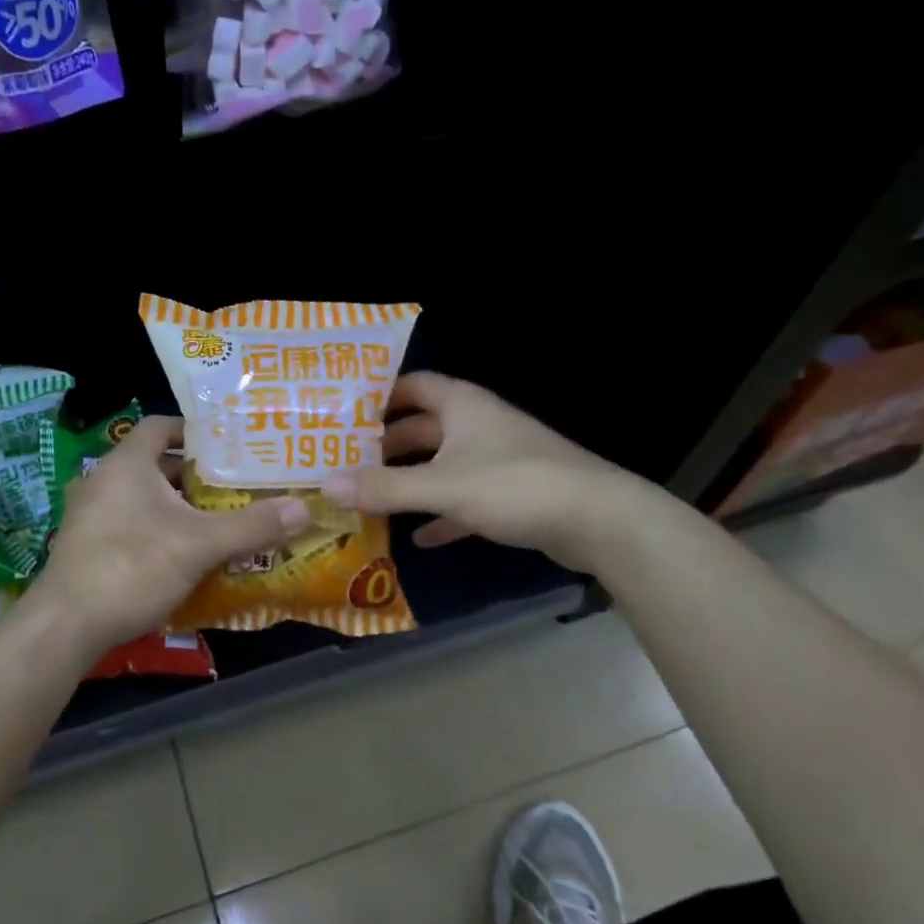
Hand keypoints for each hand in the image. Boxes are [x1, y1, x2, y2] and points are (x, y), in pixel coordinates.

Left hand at [29, 416, 309, 657]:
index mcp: (126, 464)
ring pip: (143, 498)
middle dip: (194, 474)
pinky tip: (184, 553)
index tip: (228, 443)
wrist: (66, 625)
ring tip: (218, 517)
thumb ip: (252, 526)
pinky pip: (129, 523)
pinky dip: (157, 528)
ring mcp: (90, 515)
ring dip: (177, 505)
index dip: (193, 430)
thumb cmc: (132, 566)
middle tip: (235, 483)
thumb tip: (304, 509)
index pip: (160, 426)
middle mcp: (103, 480)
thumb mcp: (200, 545)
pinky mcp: (86, 546)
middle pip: (154, 464)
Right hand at [320, 372, 655, 570]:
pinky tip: (416, 538)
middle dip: (385, 445)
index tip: (342, 414)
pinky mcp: (510, 495)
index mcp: (462, 406)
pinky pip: (463, 500)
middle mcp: (477, 425)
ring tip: (368, 497)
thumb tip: (325, 485)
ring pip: (441, 465)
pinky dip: (440, 515)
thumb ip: (384, 488)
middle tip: (343, 462)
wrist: (598, 520)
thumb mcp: (442, 486)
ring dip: (409, 481)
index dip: (379, 396)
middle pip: (422, 428)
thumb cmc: (514, 485)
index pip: (413, 385)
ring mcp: (496, 461)